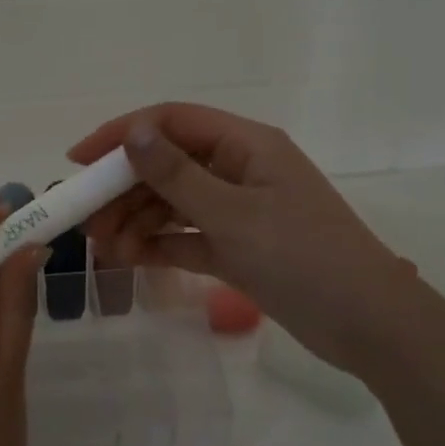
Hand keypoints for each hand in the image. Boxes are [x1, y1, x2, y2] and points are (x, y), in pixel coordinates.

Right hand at [69, 103, 411, 374]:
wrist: (366, 323)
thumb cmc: (303, 257)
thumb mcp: (234, 214)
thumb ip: (178, 175)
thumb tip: (135, 133)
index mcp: (246, 145)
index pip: (172, 122)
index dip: (122, 135)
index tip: (78, 161)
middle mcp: (239, 169)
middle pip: (167, 165)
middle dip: (124, 190)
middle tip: (87, 222)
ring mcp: (238, 210)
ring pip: (173, 203)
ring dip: (137, 220)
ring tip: (105, 250)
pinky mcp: (238, 247)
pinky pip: (187, 236)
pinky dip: (159, 244)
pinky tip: (128, 259)